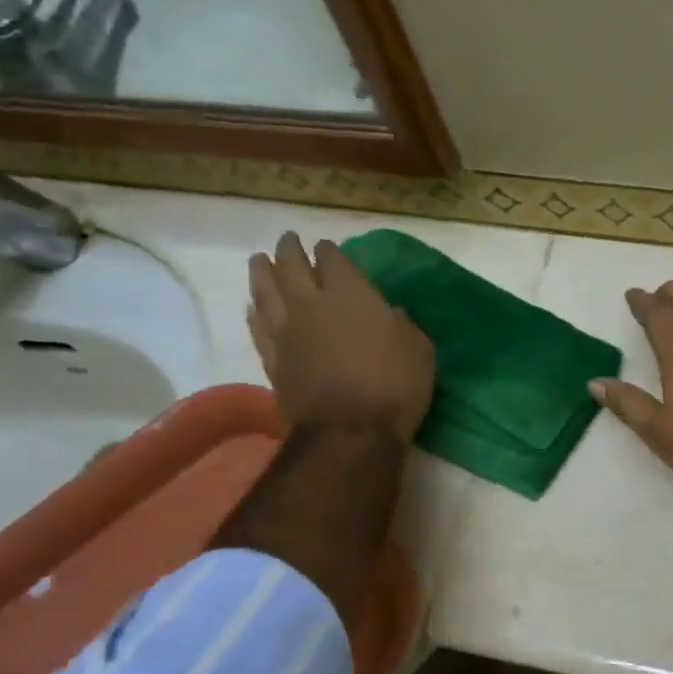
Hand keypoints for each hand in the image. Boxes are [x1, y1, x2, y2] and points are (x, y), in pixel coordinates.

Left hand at [247, 232, 434, 442]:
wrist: (349, 432)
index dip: (330, 251)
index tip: (328, 247)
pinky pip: (257, 326)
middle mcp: (311, 303)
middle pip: (292, 266)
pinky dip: (254, 311)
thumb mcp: (418, 350)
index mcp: (351, 294)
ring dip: (262, 272)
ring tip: (260, 261)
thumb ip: (402, 325)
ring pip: (265, 290)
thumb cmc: (394, 387)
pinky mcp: (272, 359)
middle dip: (290, 250)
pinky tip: (254, 307)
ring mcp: (286, 331)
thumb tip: (390, 314)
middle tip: (288, 241)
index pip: (333, 259)